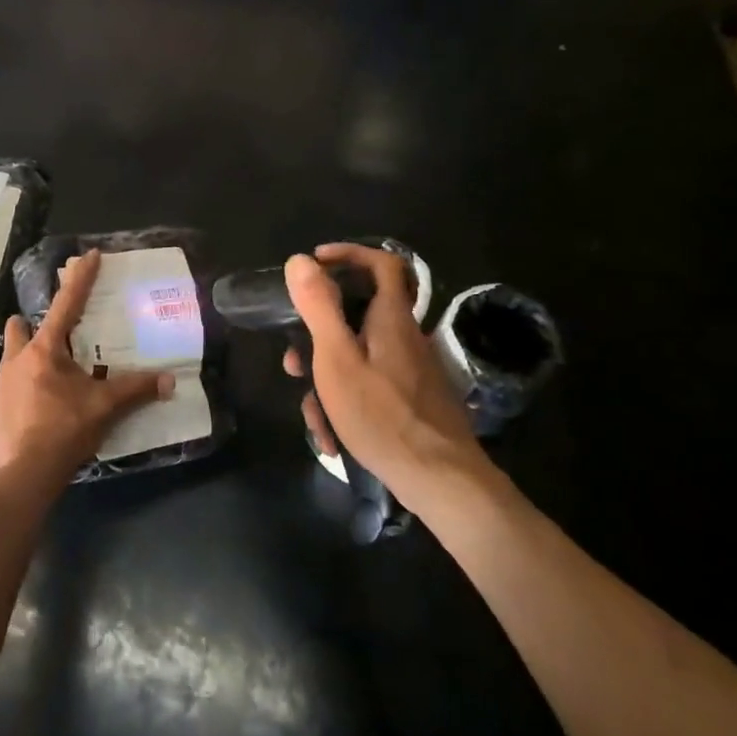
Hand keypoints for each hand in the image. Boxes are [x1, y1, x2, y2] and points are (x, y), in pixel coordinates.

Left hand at [0, 249, 172, 480]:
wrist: (23, 475)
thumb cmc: (63, 431)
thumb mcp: (104, 407)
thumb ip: (136, 390)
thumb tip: (169, 381)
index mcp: (45, 350)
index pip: (66, 304)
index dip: (80, 278)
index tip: (88, 255)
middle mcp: (19, 358)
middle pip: (22, 325)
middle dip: (36, 320)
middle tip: (64, 329)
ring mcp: (5, 382)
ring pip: (15, 351)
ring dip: (31, 348)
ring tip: (57, 363)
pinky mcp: (1, 403)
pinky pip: (15, 376)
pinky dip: (30, 375)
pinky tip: (47, 393)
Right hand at [283, 244, 494, 508]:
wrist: (442, 480)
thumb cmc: (382, 416)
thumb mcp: (337, 360)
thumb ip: (319, 308)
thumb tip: (300, 260)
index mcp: (392, 319)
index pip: (382, 263)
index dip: (349, 254)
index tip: (315, 264)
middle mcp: (406, 337)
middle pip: (359, 317)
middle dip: (320, 338)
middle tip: (294, 363)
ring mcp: (412, 371)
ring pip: (359, 359)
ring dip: (328, 382)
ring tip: (312, 418)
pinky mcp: (413, 399)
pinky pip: (371, 387)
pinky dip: (348, 404)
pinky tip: (334, 439)